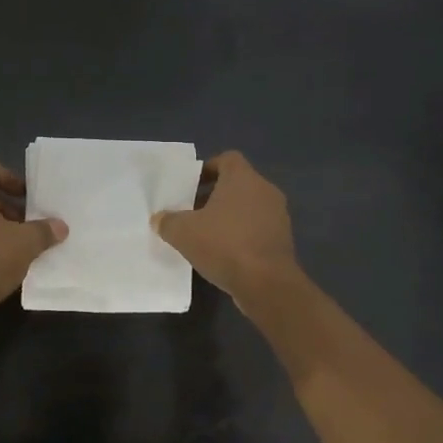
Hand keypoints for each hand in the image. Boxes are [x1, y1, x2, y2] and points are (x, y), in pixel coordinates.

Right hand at [152, 151, 300, 301]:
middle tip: (193, 212)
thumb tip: (159, 219)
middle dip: (215, 196)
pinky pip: (258, 228)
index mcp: (243, 178)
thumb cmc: (224, 245)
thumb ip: (168, 221)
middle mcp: (265, 190)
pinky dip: (242, 234)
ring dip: (230, 217)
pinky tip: (225, 253)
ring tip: (207, 234)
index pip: (227, 159)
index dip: (208, 169)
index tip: (191, 185)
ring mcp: (278, 215)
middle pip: (237, 184)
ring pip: (249, 207)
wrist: (266, 283)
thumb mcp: (184, 233)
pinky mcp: (283, 239)